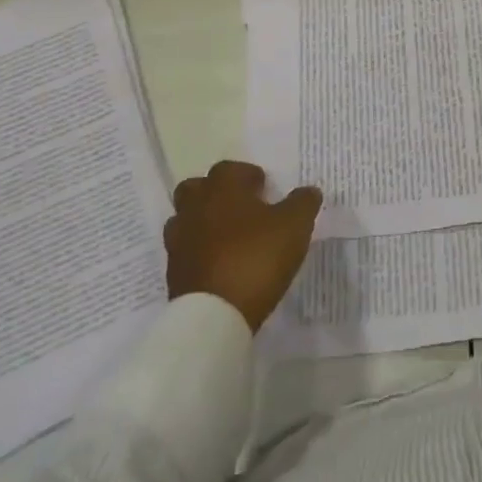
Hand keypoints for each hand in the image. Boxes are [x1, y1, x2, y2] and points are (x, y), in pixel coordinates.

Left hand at [165, 162, 322, 331]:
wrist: (215, 313)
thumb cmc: (256, 257)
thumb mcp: (294, 226)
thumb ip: (303, 202)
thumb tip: (309, 190)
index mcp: (222, 188)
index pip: (230, 168)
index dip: (248, 176)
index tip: (264, 189)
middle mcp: (195, 207)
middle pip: (197, 188)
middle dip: (217, 193)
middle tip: (242, 208)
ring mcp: (179, 240)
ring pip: (186, 218)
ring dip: (204, 222)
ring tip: (229, 237)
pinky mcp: (173, 271)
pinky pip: (185, 250)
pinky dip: (199, 251)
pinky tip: (220, 263)